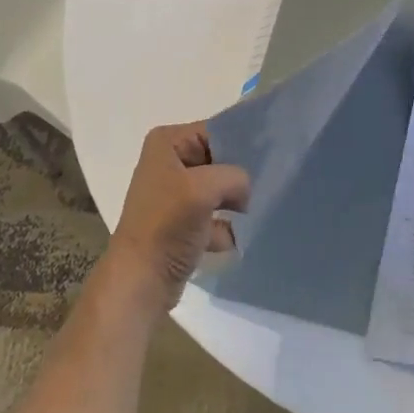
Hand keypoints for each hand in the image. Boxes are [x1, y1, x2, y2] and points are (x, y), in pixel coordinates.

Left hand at [103, 123, 250, 313]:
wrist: (141, 280)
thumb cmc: (167, 225)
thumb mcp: (204, 188)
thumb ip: (235, 176)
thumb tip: (246, 191)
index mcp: (167, 143)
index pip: (215, 132)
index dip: (241, 144)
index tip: (272, 157)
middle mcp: (168, 163)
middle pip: (219, 159)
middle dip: (240, 176)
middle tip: (268, 185)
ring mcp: (174, 194)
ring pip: (219, 188)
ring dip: (235, 202)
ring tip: (257, 210)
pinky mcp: (181, 222)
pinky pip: (214, 215)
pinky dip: (226, 226)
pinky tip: (239, 237)